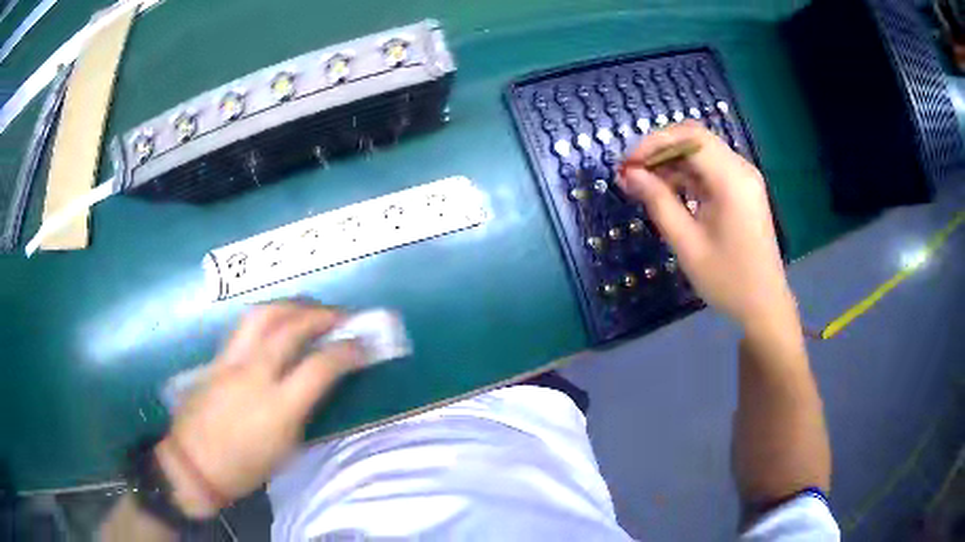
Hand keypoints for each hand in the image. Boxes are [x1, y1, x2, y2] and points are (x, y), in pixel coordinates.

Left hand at [155, 302, 361, 517]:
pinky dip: (269, 317)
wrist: (193, 465)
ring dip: (292, 305)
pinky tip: (277, 323)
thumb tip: (318, 384)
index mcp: (277, 407)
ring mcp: (230, 361)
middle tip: (342, 316)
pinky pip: (244, 326)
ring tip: (309, 309)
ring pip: (262, 314)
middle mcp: (254, 374)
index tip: (363, 346)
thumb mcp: (286, 450)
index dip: (347, 352)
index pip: (320, 367)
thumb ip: (303, 411)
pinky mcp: (216, 358)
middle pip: (290, 327)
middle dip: (322, 315)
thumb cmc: (245, 469)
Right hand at [618, 121, 793, 327]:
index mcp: (732, 180)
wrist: (764, 304)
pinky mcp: (743, 189)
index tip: (627, 165)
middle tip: (632, 172)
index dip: (653, 144)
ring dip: (671, 162)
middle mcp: (741, 169)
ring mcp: (744, 178)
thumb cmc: (727, 279)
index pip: (689, 139)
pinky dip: (687, 174)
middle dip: (660, 150)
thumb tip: (629, 174)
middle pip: (695, 139)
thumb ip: (657, 202)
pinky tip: (668, 191)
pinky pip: (710, 169)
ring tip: (644, 184)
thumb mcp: (686, 243)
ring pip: (701, 152)